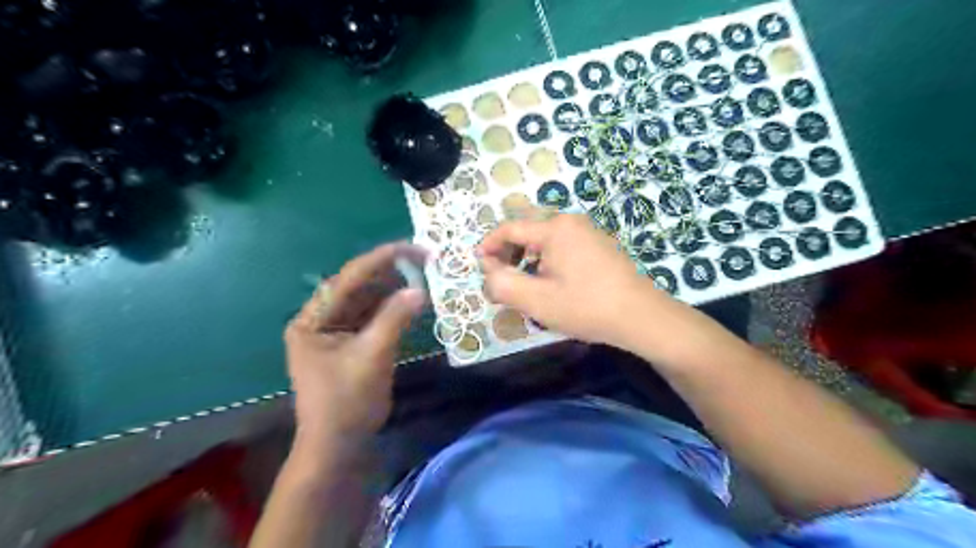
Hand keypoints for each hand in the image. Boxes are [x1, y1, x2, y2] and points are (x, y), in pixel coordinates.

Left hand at [284, 242, 425, 448]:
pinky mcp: (350, 344)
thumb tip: (420, 289)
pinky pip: (372, 318)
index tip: (414, 248)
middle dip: (389, 272)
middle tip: (422, 258)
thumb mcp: (372, 356)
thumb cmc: (347, 403)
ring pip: (367, 301)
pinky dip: (392, 309)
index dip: (382, 259)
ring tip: (421, 273)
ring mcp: (334, 332)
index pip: (348, 279)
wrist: (339, 447)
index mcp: (311, 320)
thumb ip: (394, 318)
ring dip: (393, 289)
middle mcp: (319, 320)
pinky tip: (411, 299)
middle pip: (357, 287)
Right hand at [479, 215, 663, 346]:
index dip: (490, 246)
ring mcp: (589, 233)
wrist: (642, 316)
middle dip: (510, 255)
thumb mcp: (537, 300)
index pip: (510, 229)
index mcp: (555, 229)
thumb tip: (489, 273)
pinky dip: (548, 262)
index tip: (479, 265)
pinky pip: (563, 248)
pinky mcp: (600, 246)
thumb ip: (503, 285)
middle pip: (528, 232)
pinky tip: (553, 285)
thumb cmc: (586, 306)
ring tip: (527, 287)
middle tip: (503, 280)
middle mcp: (572, 222)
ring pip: (546, 241)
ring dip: (529, 260)